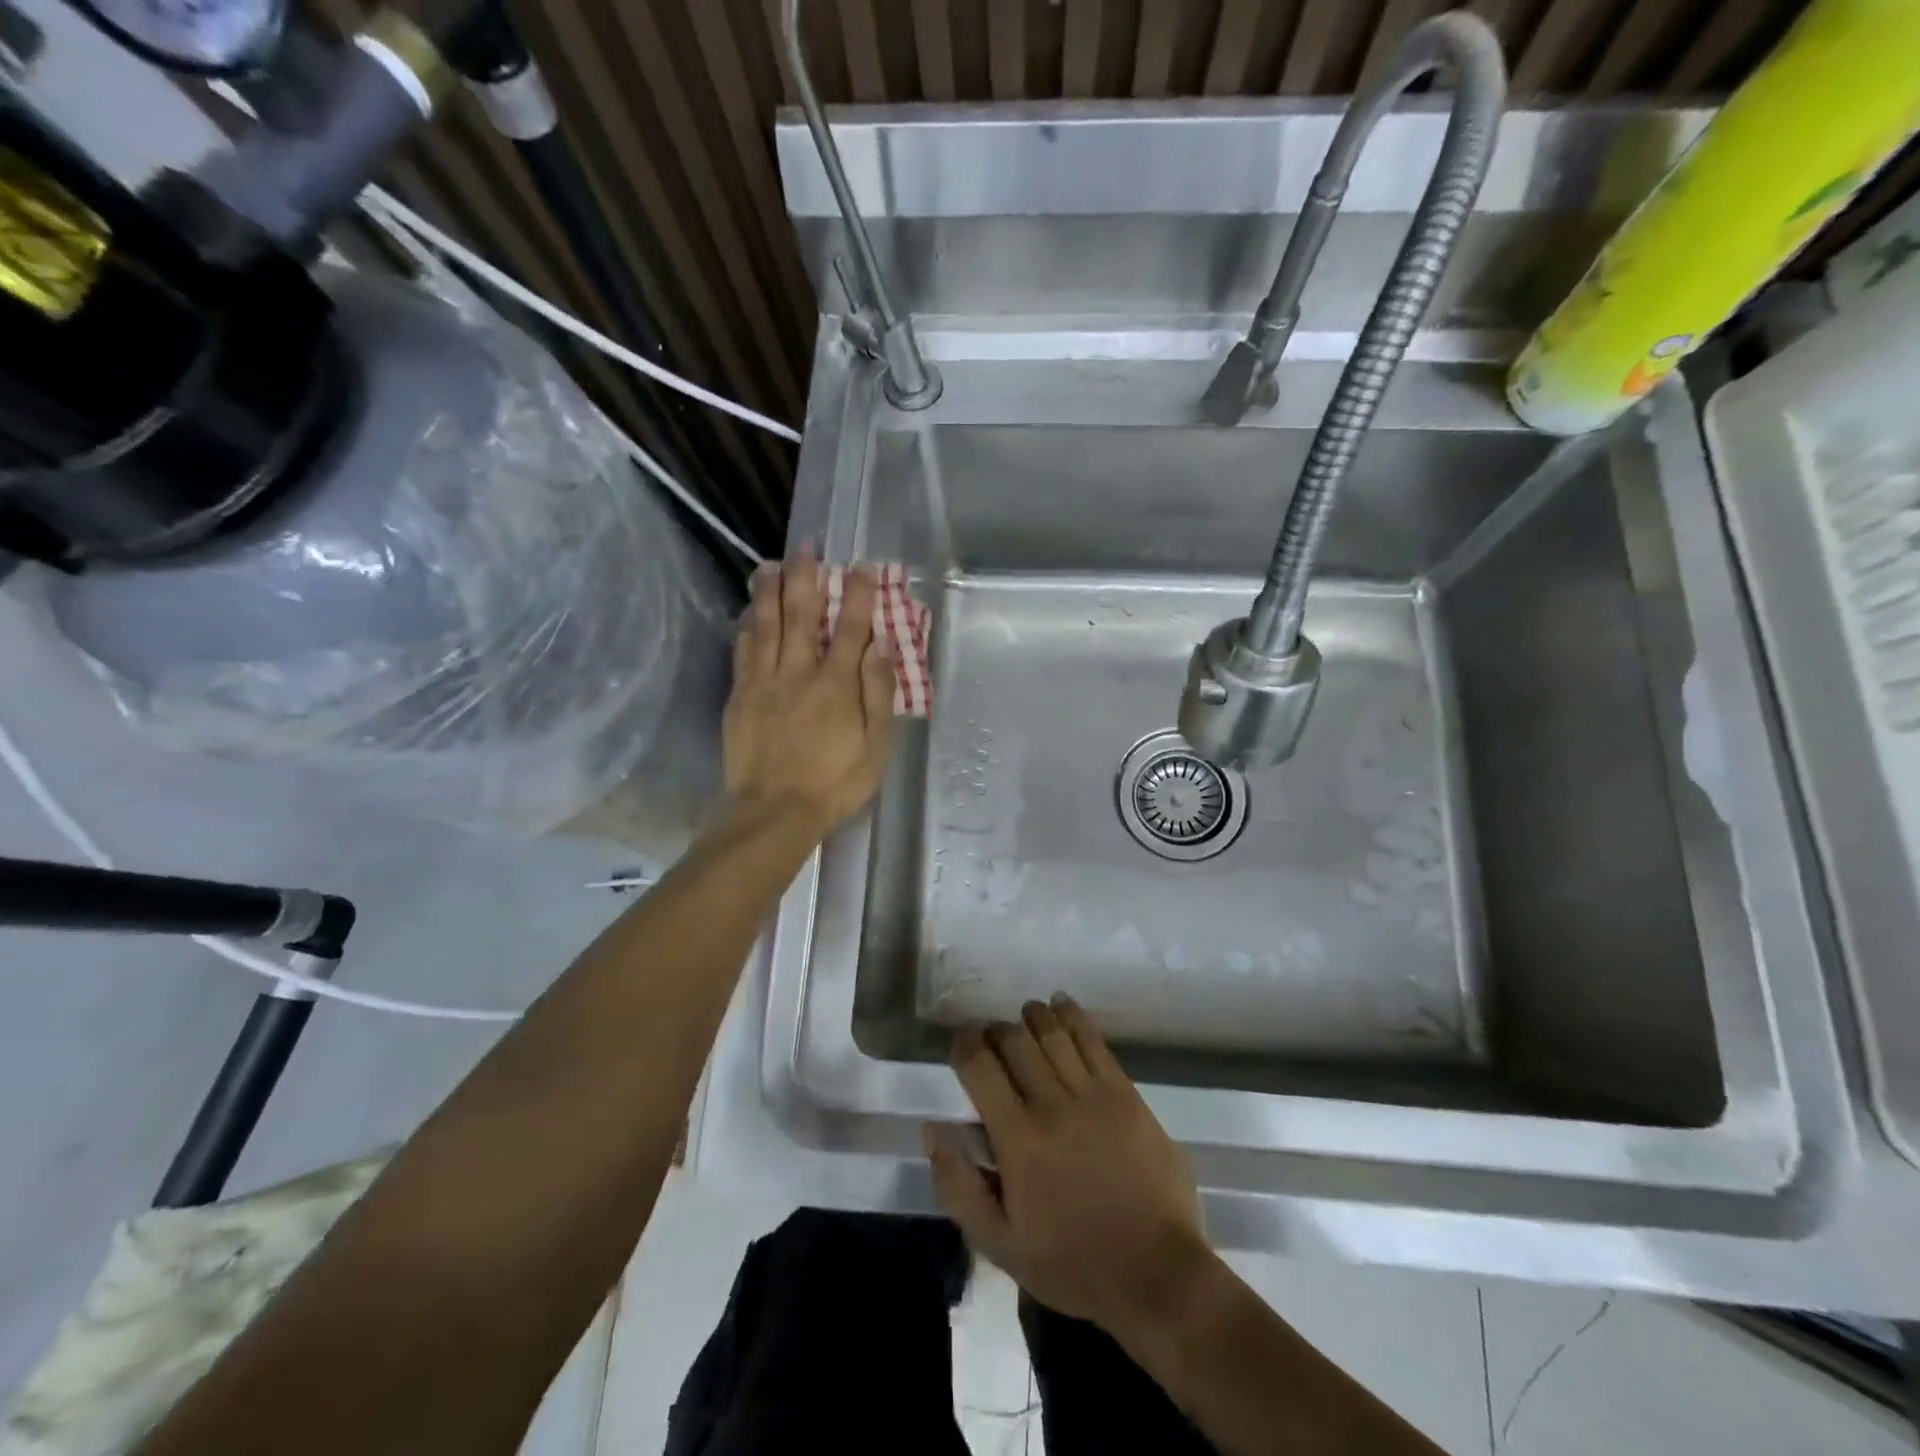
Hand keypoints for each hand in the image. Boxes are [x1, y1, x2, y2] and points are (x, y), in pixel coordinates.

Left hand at [723, 547, 897, 832]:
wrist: (773, 811)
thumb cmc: (834, 783)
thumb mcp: (876, 747)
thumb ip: (878, 694)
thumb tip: (880, 646)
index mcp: (836, 684)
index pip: (851, 627)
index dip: (859, 594)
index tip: (863, 567)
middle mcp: (799, 672)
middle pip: (801, 614)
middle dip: (806, 577)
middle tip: (806, 547)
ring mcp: (764, 682)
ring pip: (766, 625)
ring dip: (770, 591)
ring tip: (771, 564)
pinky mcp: (739, 697)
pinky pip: (743, 651)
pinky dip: (747, 627)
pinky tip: (749, 612)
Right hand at [924, 996, 1216, 1340]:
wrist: (1157, 1274)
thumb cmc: (1073, 1264)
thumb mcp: (1000, 1244)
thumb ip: (959, 1184)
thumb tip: (933, 1129)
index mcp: (1017, 1140)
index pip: (980, 1067)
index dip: (965, 1044)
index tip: (961, 1042)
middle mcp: (1052, 1105)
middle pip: (1015, 1042)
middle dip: (996, 1031)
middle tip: (992, 1039)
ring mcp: (1093, 1094)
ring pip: (1053, 1034)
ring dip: (1032, 1017)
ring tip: (1024, 1015)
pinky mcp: (1125, 1093)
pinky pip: (1093, 1041)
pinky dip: (1073, 1016)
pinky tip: (1061, 1004)